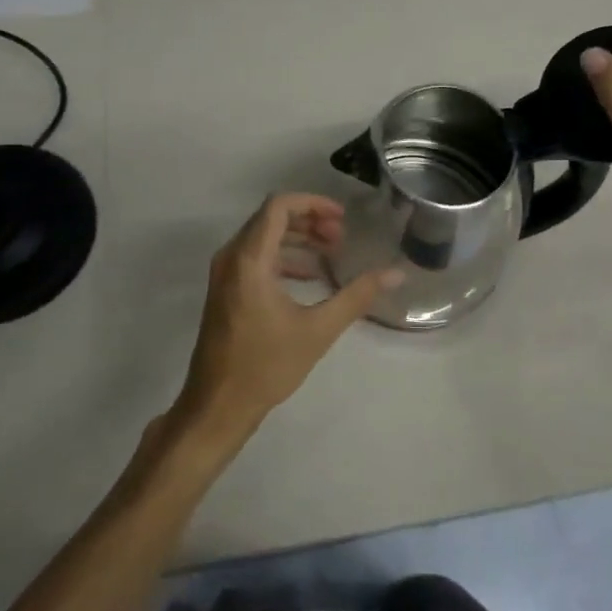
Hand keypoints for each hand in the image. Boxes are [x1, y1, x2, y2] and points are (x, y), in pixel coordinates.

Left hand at [177, 194, 400, 436]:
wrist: (217, 406)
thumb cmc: (266, 366)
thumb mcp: (318, 330)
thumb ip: (356, 296)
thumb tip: (395, 273)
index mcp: (250, 259)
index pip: (278, 206)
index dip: (313, 204)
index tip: (342, 218)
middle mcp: (232, 257)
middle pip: (271, 218)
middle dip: (309, 221)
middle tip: (341, 237)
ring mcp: (224, 274)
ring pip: (262, 237)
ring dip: (297, 238)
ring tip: (331, 252)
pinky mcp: (225, 290)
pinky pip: (255, 256)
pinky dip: (283, 257)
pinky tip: (310, 276)